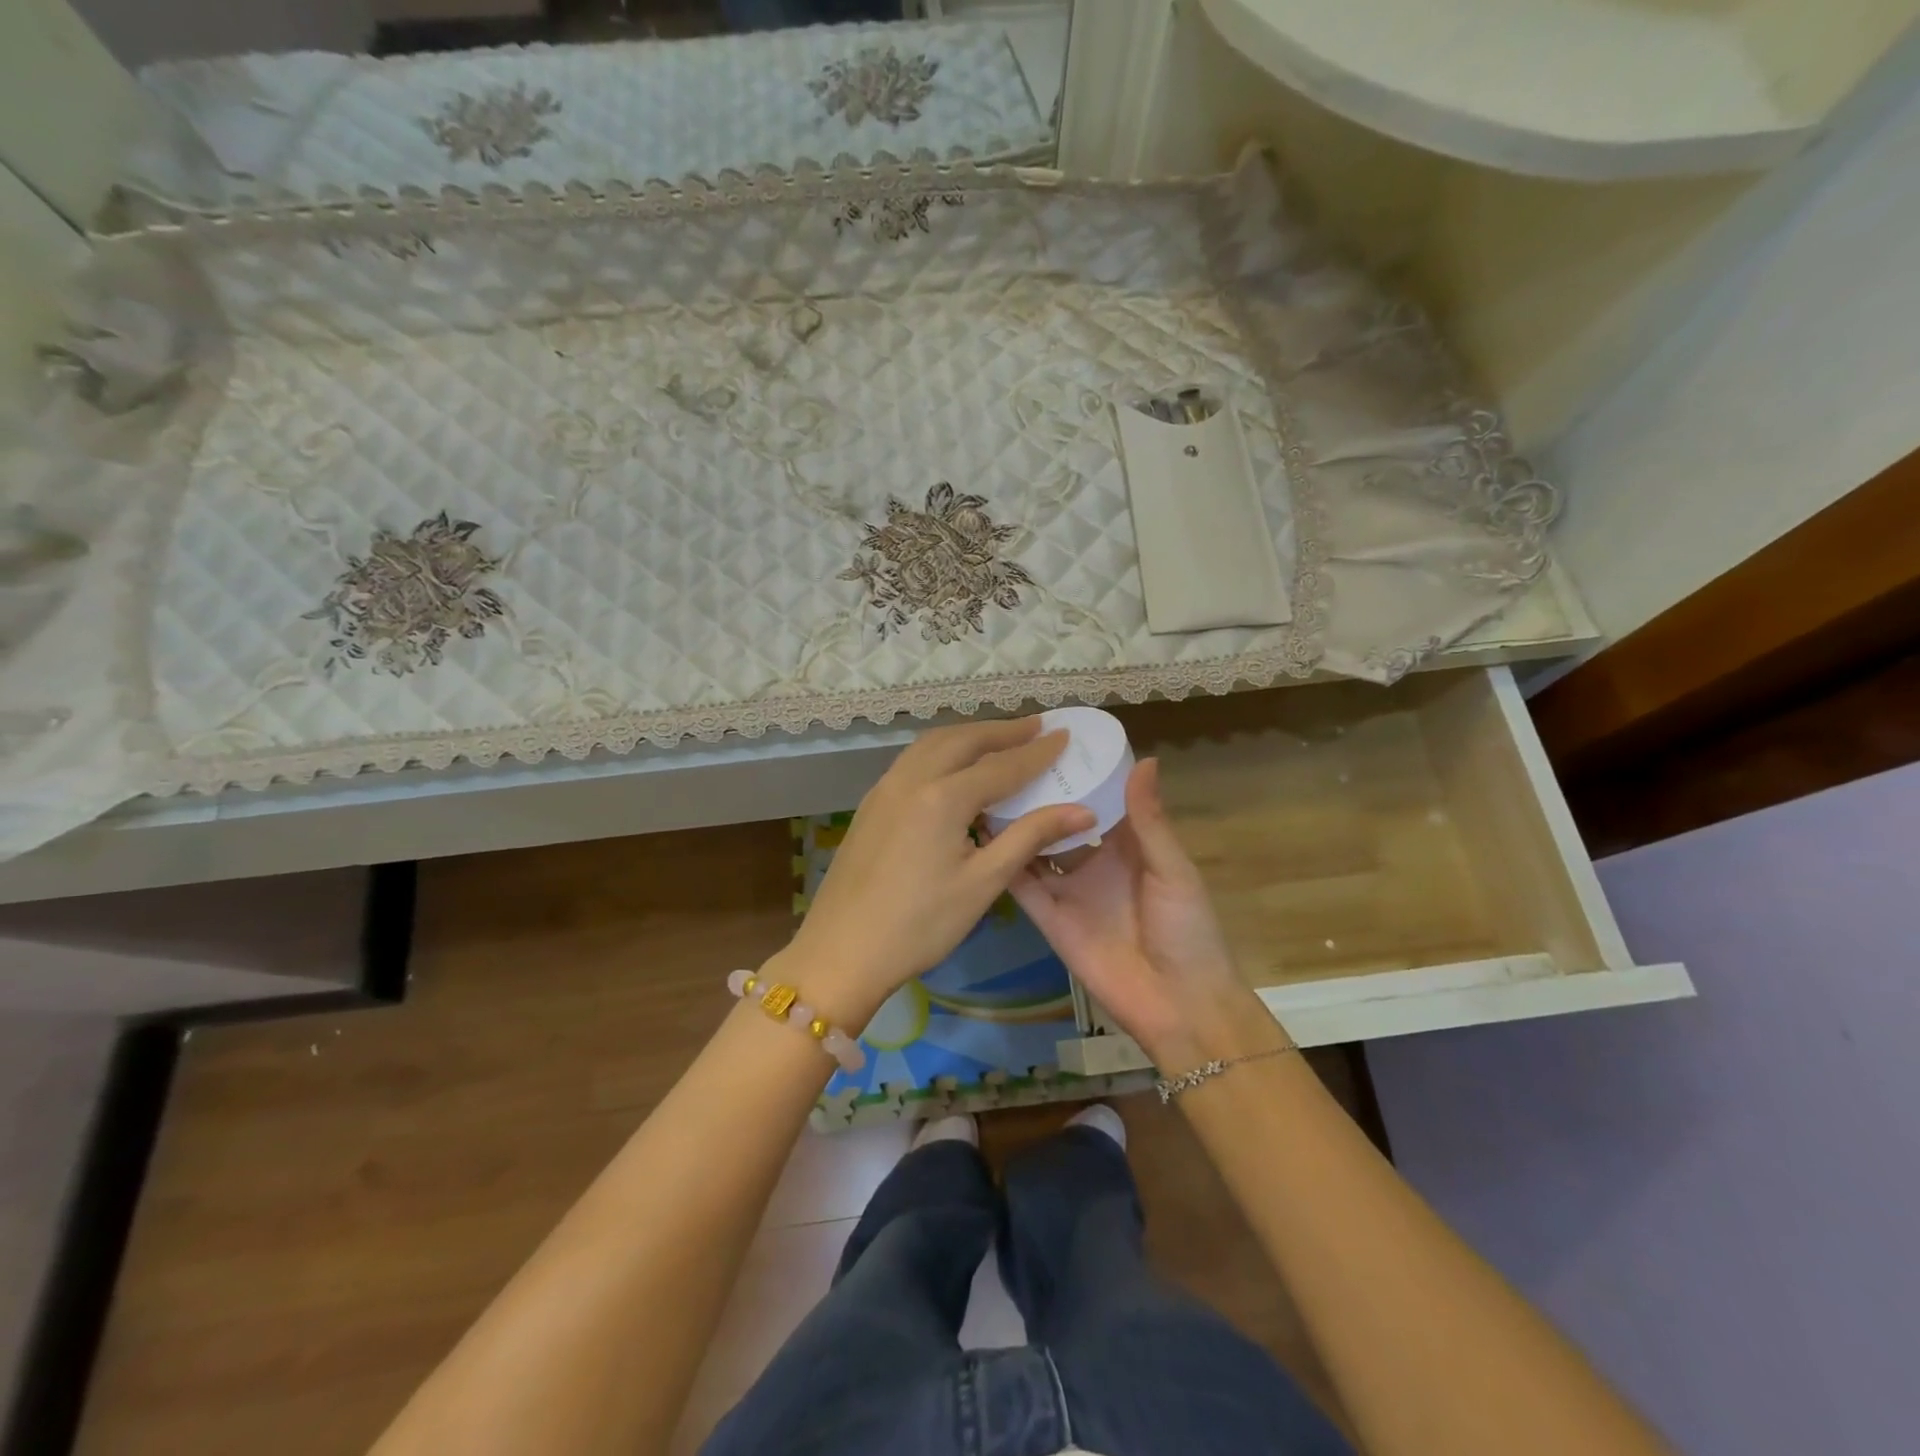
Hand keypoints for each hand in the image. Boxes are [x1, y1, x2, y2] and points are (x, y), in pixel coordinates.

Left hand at [777, 718, 1095, 1027]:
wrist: (841, 951)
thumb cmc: (920, 924)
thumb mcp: (983, 883)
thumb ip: (1031, 838)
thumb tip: (1082, 812)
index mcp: (942, 797)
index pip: (1001, 765)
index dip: (1037, 752)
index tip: (1064, 735)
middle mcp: (911, 779)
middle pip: (963, 740)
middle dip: (1002, 731)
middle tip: (1036, 726)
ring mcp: (885, 788)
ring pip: (932, 744)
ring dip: (969, 735)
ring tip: (999, 738)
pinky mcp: (871, 803)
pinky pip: (913, 760)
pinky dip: (942, 750)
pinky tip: (953, 766)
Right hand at [1010, 759, 1276, 1066]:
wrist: (1179, 1005)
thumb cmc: (1188, 930)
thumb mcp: (1172, 869)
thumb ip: (1149, 820)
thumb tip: (1144, 759)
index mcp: (1129, 845)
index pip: (1100, 801)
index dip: (1080, 774)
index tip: (1052, 741)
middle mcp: (1095, 862)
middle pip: (1061, 821)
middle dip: (1040, 795)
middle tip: (1008, 759)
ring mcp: (1069, 890)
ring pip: (1035, 848)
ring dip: (1016, 824)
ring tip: (986, 788)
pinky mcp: (1049, 918)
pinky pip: (1023, 886)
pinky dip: (1003, 863)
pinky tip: (980, 835)